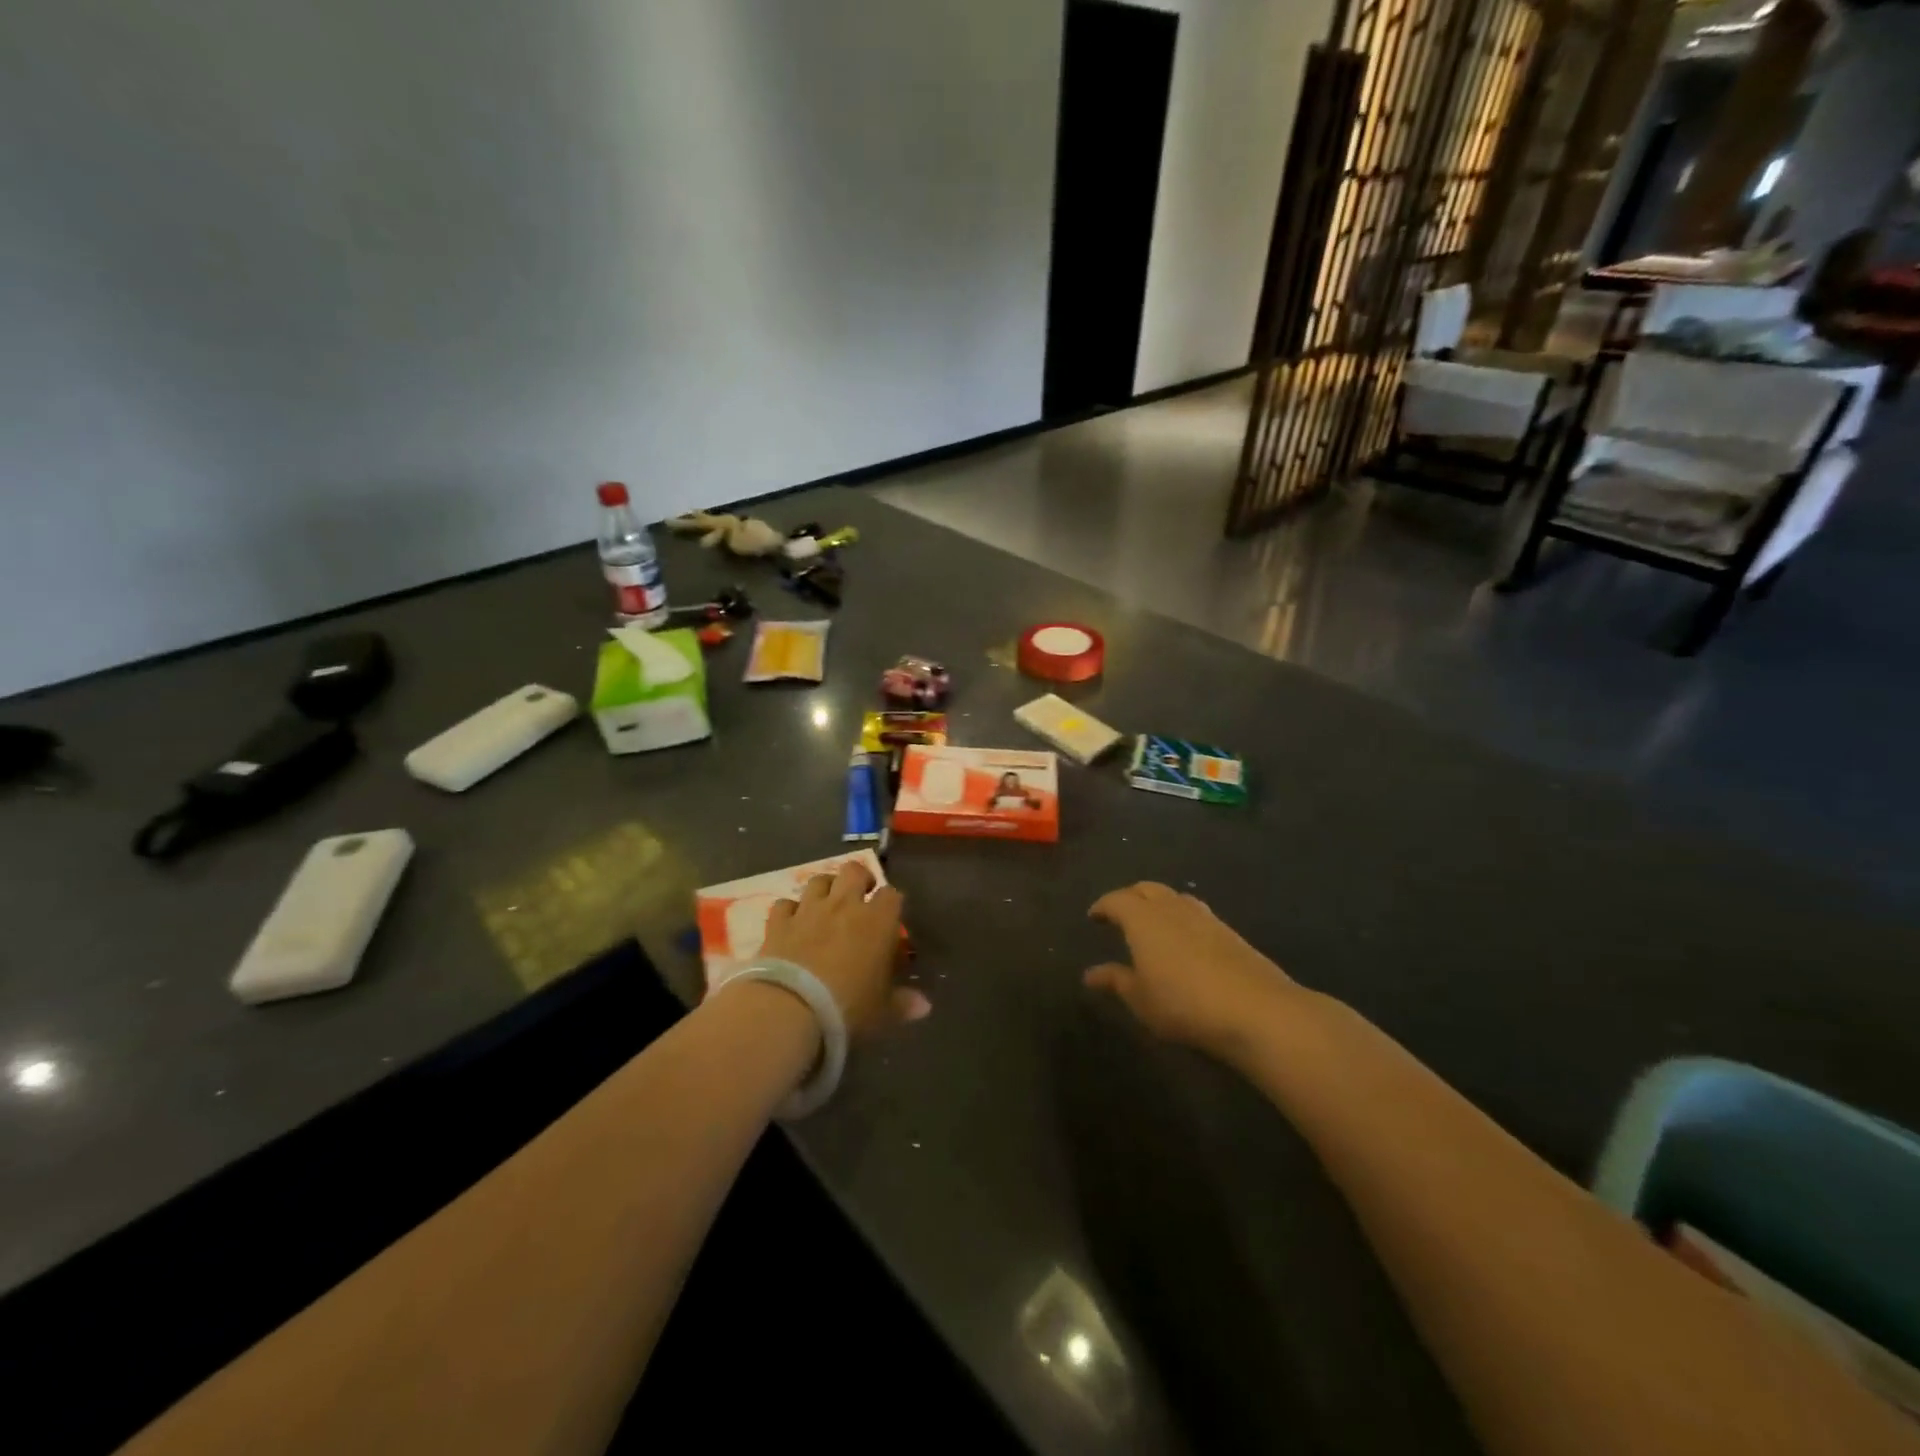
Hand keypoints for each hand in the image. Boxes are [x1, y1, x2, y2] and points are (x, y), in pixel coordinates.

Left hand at [762, 860, 925, 1037]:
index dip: (892, 903)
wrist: (790, 1008)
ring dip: (825, 888)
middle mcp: (844, 905)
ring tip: (827, 905)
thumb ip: (903, 1003)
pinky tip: (792, 924)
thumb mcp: (882, 1011)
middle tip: (861, 897)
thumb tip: (924, 1006)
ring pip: (819, 880)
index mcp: (877, 921)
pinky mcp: (779, 922)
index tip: (891, 917)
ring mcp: (809, 910)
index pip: (892, 895)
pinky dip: (790, 910)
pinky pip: (785, 904)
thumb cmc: (848, 1007)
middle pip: (854, 870)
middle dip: (859, 879)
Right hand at [1085, 882, 1301, 1059]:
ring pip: (1174, 897)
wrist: (1256, 1009)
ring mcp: (1205, 916)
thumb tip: (1090, 973)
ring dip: (1158, 904)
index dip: (1103, 906)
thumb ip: (1115, 981)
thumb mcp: (1140, 999)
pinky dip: (1182, 918)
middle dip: (1130, 897)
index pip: (1116, 900)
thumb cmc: (1183, 1003)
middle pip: (1146, 889)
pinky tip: (1184, 939)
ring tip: (1152, 923)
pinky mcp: (1229, 932)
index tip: (1094, 917)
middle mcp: (1172, 908)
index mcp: (1143, 918)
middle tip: (1119, 913)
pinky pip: (1196, 913)